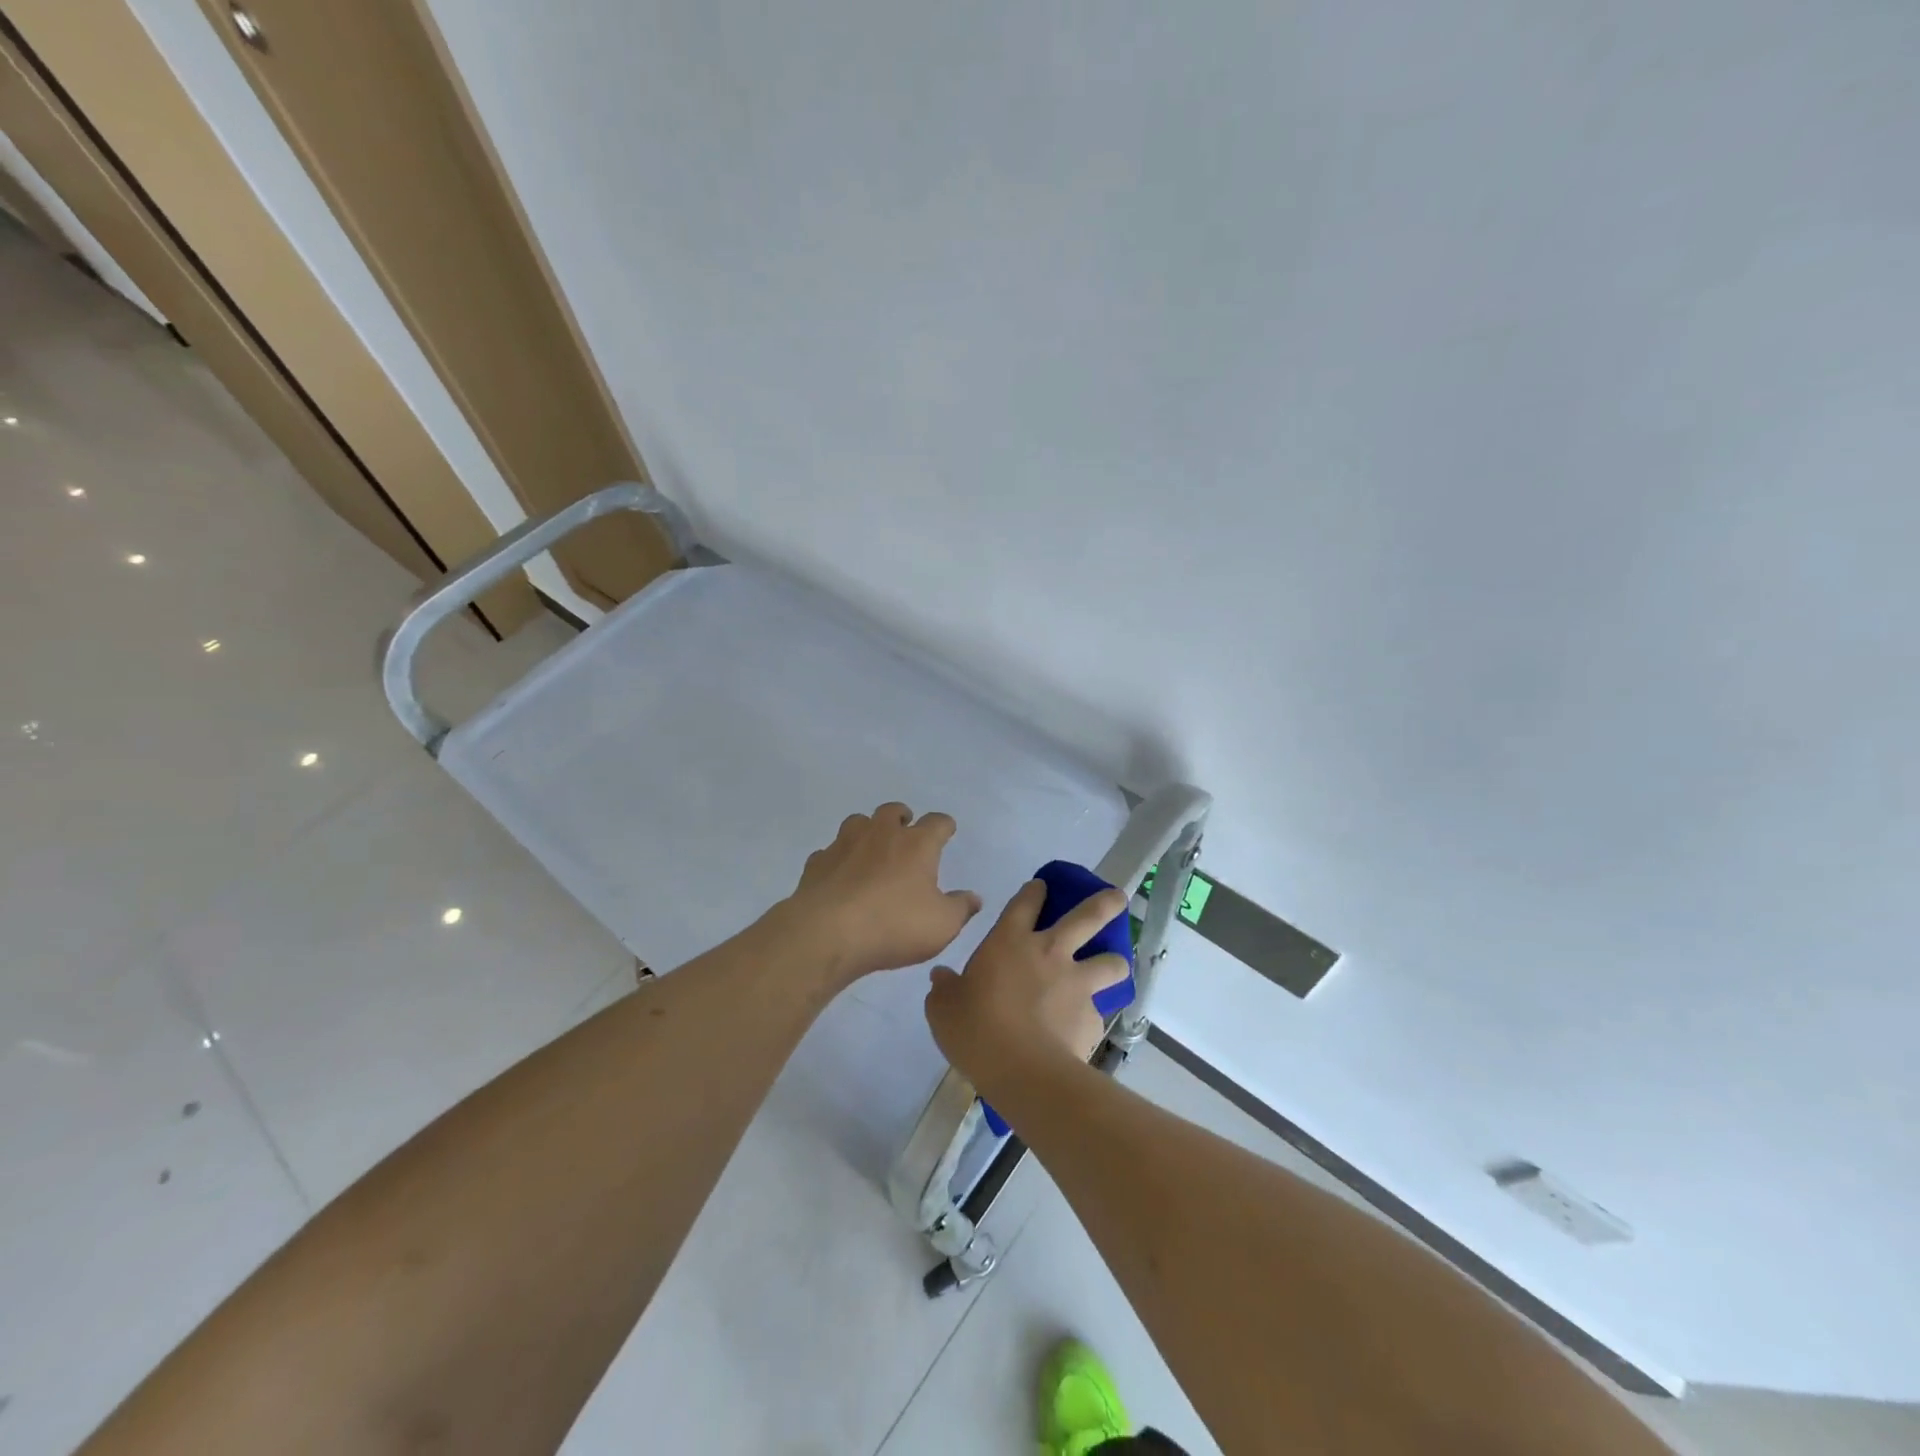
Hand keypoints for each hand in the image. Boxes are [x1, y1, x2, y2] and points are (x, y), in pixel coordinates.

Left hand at [778, 803, 981, 985]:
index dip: (944, 826)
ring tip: (871, 848)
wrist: (827, 933)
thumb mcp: (941, 925)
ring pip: (858, 822)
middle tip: (906, 830)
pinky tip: (840, 875)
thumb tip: (974, 897)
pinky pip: (830, 852)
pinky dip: (838, 859)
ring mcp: (845, 844)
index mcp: (917, 844)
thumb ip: (961, 908)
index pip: (937, 823)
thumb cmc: (894, 925)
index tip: (947, 831)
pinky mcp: (818, 862)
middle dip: (902, 817)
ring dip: (867, 830)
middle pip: (893, 811)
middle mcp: (881, 834)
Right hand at [924, 879, 1130, 1099]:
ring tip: (1112, 968)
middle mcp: (1050, 952)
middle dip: (1105, 903)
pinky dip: (1091, 1016)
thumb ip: (945, 988)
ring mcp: (1077, 983)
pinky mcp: (1093, 1017)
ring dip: (1114, 962)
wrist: (1021, 1071)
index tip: (1041, 887)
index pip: (1026, 902)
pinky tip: (1080, 1031)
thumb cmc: (975, 1029)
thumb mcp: (943, 1008)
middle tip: (1117, 898)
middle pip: (1088, 916)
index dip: (1035, 891)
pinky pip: (1098, 1011)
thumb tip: (941, 978)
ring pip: (1111, 961)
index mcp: (1010, 941)